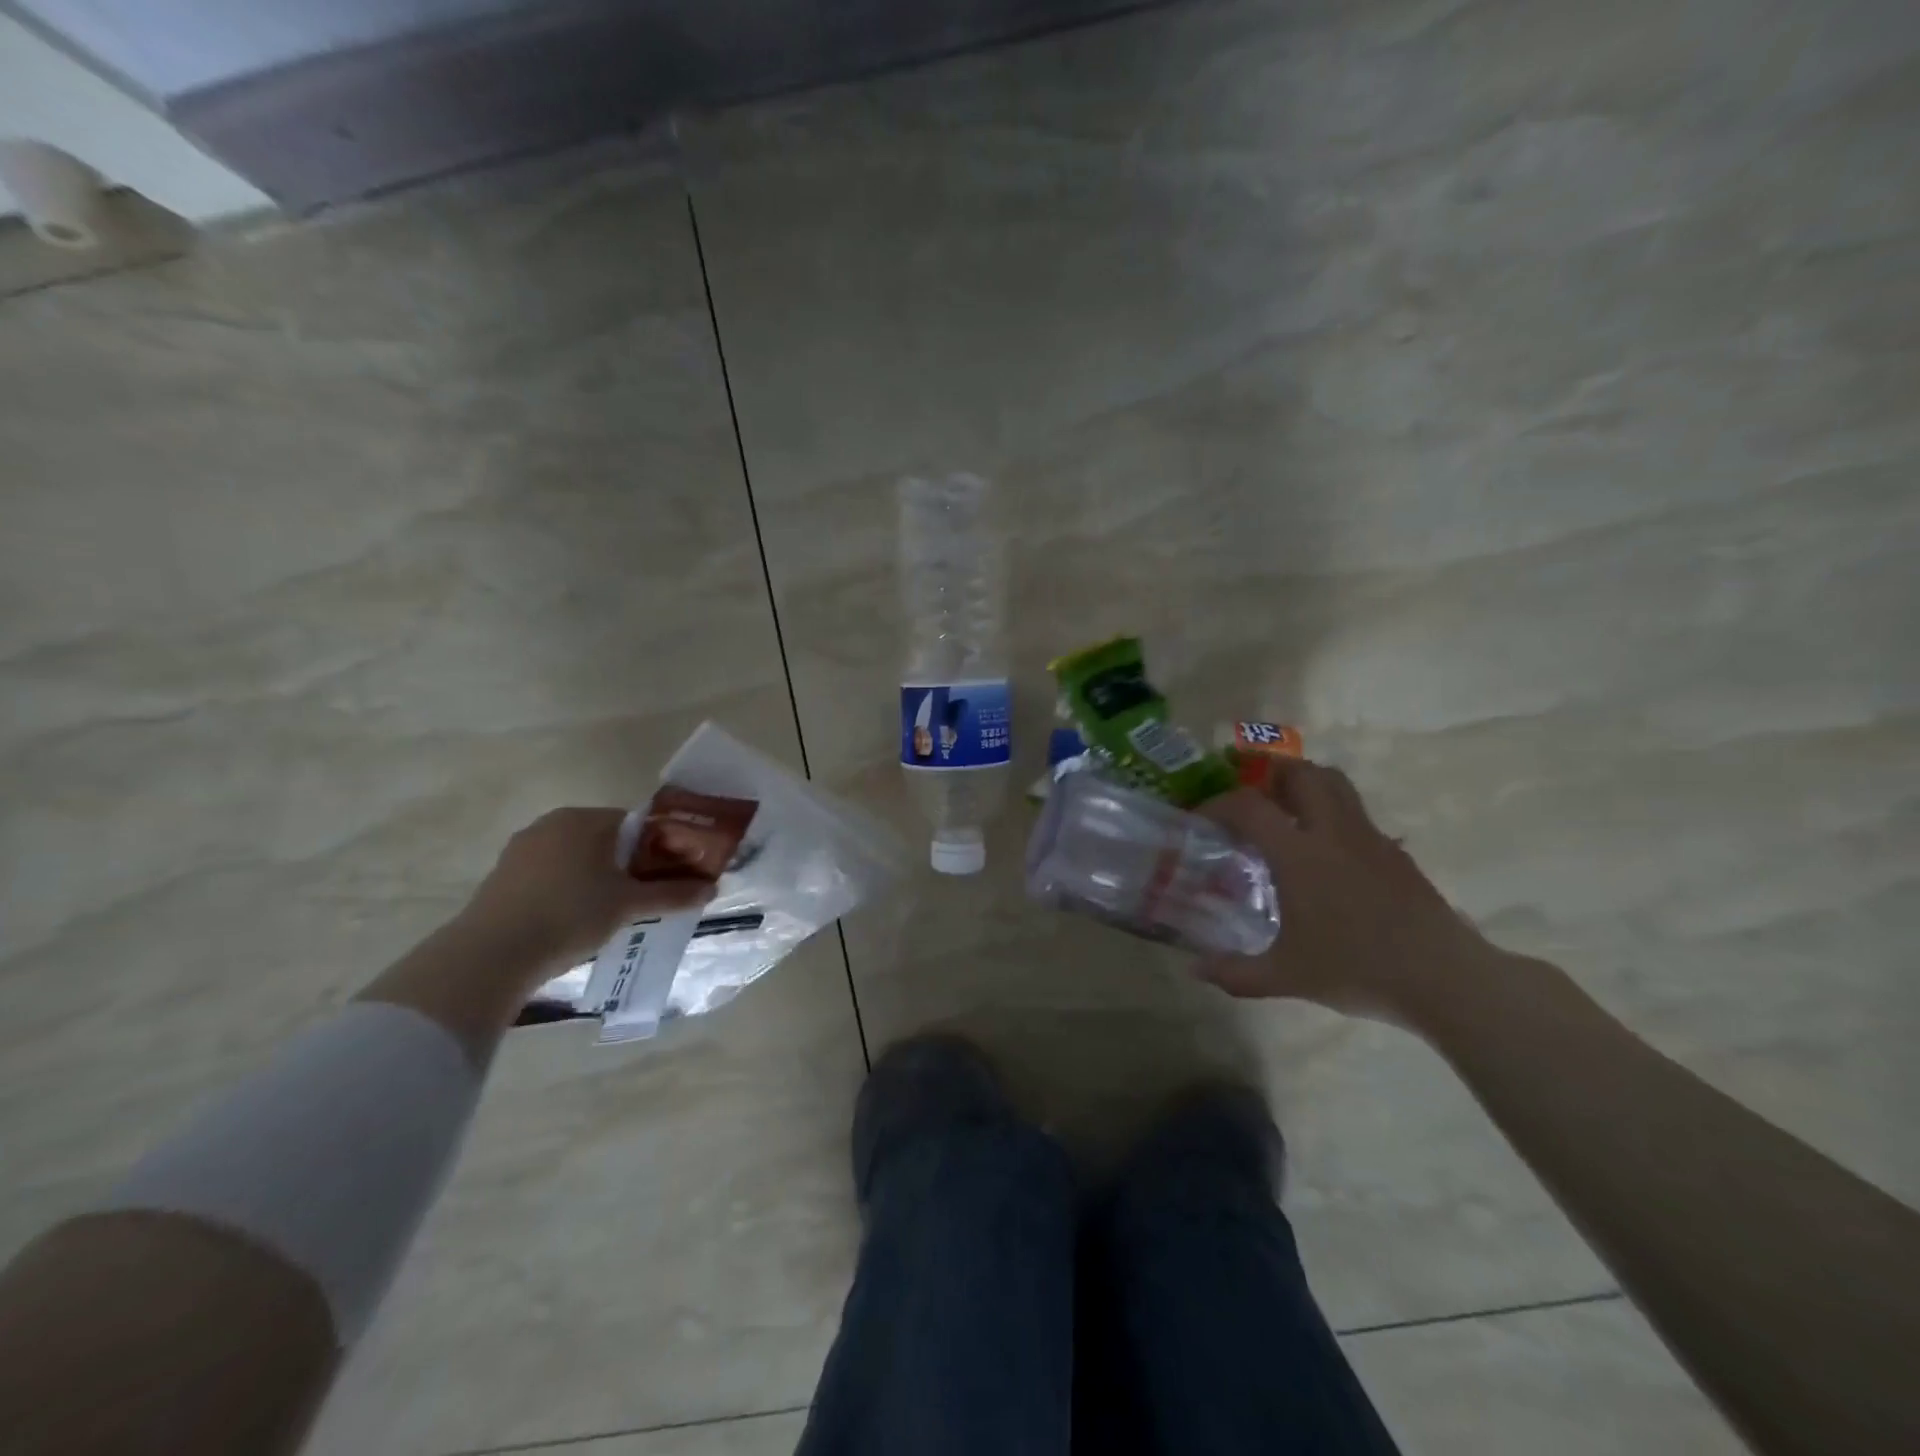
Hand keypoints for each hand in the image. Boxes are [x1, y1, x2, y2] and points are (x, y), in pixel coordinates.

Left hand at [460, 807, 712, 972]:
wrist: (491, 955)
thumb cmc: (570, 915)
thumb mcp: (629, 905)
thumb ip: (672, 894)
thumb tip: (712, 889)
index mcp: (585, 819)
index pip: (636, 824)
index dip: (658, 849)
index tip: (669, 876)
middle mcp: (551, 823)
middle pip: (606, 840)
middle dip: (628, 865)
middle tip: (645, 897)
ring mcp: (522, 848)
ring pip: (576, 858)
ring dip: (598, 878)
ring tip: (612, 912)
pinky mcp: (502, 876)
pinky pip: (550, 874)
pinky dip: (569, 889)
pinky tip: (574, 919)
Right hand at [1197, 760, 1493, 1023]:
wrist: (1443, 978)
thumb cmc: (1356, 970)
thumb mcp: (1285, 977)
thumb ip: (1235, 972)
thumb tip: (1196, 969)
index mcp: (1298, 854)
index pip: (1249, 806)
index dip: (1218, 804)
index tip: (1202, 818)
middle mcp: (1332, 832)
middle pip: (1300, 773)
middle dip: (1269, 776)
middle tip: (1250, 801)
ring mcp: (1369, 837)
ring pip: (1335, 783)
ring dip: (1305, 784)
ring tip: (1285, 813)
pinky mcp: (1394, 851)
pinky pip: (1356, 813)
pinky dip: (1332, 814)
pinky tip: (1325, 854)